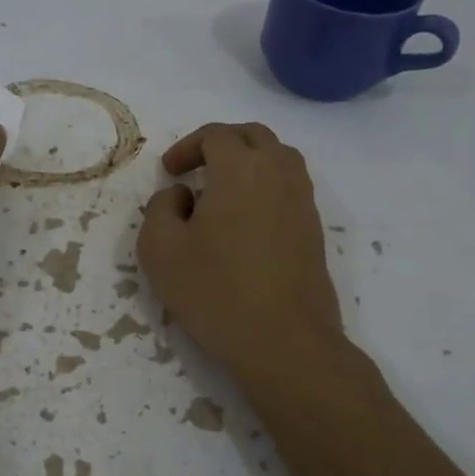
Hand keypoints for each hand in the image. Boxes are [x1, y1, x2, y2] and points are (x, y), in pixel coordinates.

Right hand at [137, 122, 343, 379]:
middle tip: (196, 170)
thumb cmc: (215, 291)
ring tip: (222, 192)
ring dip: (249, 162)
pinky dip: (266, 187)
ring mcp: (303, 202)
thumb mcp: (160, 249)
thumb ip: (161, 208)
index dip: (188, 146)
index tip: (170, 172)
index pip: (217, 135)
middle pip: (254, 136)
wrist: (283, 341)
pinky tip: (246, 221)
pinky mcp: (314, 230)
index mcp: (240, 169)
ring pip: (279, 158)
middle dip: (221, 144)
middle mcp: (279, 174)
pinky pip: (291, 187)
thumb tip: (183, 194)